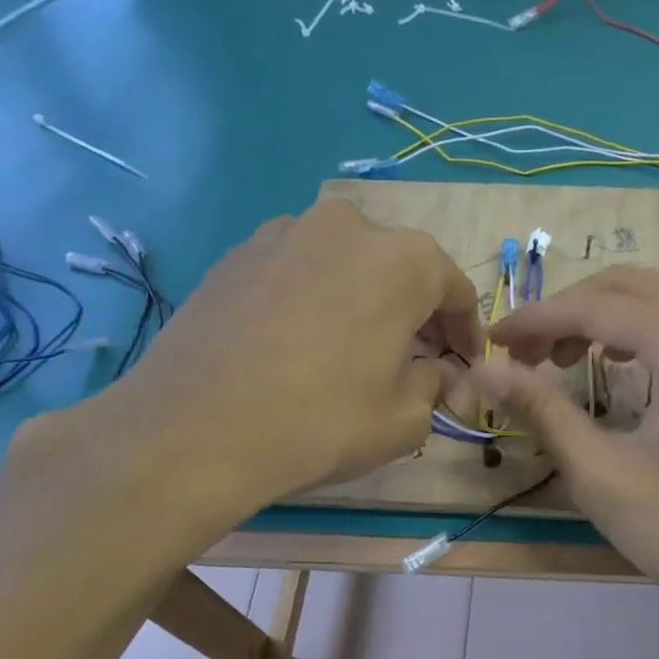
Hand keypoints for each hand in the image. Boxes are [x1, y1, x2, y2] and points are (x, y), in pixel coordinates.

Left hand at [80, 199, 478, 539]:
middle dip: (417, 311)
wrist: (192, 431)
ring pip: (347, 263)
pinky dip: (315, 296)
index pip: (456, 290)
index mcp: (404, 260)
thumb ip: (436, 386)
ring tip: (354, 345)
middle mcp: (349, 227)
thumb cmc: (321, 422)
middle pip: (402, 268)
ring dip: (364, 297)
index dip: (467, 331)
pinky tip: (301, 340)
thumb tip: (440, 374)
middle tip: (416, 356)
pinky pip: (299, 269)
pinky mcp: (237, 253)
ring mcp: (286, 232)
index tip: (465, 363)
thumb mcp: (404, 419)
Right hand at [474, 267, 658, 633]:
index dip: (537, 320)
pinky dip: (639, 332)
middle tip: (524, 357)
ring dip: (602, 318)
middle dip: (568, 313)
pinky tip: (616, 365)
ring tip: (561, 361)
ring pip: (657, 299)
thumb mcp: (603, 475)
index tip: (492, 343)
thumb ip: (542, 410)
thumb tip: (484, 371)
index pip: (598, 308)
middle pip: (628, 288)